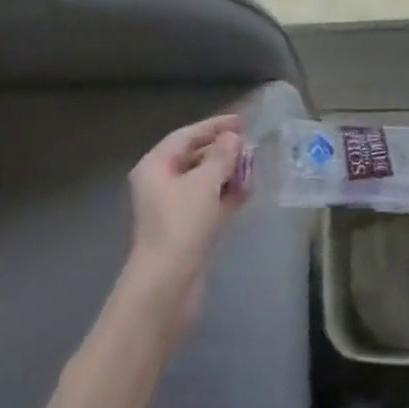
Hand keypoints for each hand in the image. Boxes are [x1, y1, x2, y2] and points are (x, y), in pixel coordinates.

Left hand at [123, 114, 247, 330]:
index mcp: (155, 166)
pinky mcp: (187, 230)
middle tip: (250, 145)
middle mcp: (161, 183)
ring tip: (254, 165)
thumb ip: (221, 156)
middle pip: (194, 157)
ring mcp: (174, 209)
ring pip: (204, 182)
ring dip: (227, 173)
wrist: (168, 286)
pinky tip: (248, 190)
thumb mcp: (204, 184)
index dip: (213, 126)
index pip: (186, 136)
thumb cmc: (181, 225)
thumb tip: (232, 138)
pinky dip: (226, 195)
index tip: (241, 122)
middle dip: (222, 151)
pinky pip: (209, 203)